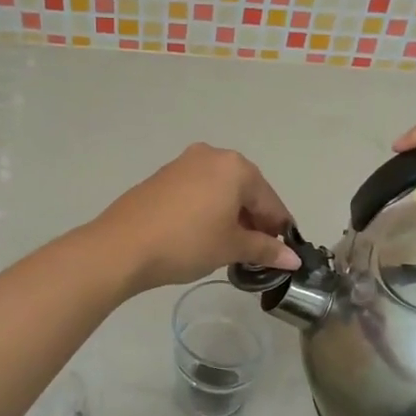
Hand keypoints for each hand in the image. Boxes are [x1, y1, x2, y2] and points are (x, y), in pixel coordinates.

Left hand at [88, 144, 299, 294]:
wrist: (122, 246)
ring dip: (231, 215)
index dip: (279, 228)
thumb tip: (292, 259)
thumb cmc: (187, 243)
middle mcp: (212, 156)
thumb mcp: (231, 247)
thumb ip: (265, 249)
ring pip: (220, 190)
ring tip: (230, 246)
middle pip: (245, 190)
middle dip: (254, 220)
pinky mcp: (162, 177)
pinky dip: (208, 210)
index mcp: (235, 167)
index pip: (269, 200)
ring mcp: (183, 163)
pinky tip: (203, 234)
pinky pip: (198, 192)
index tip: (283, 253)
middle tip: (256, 252)